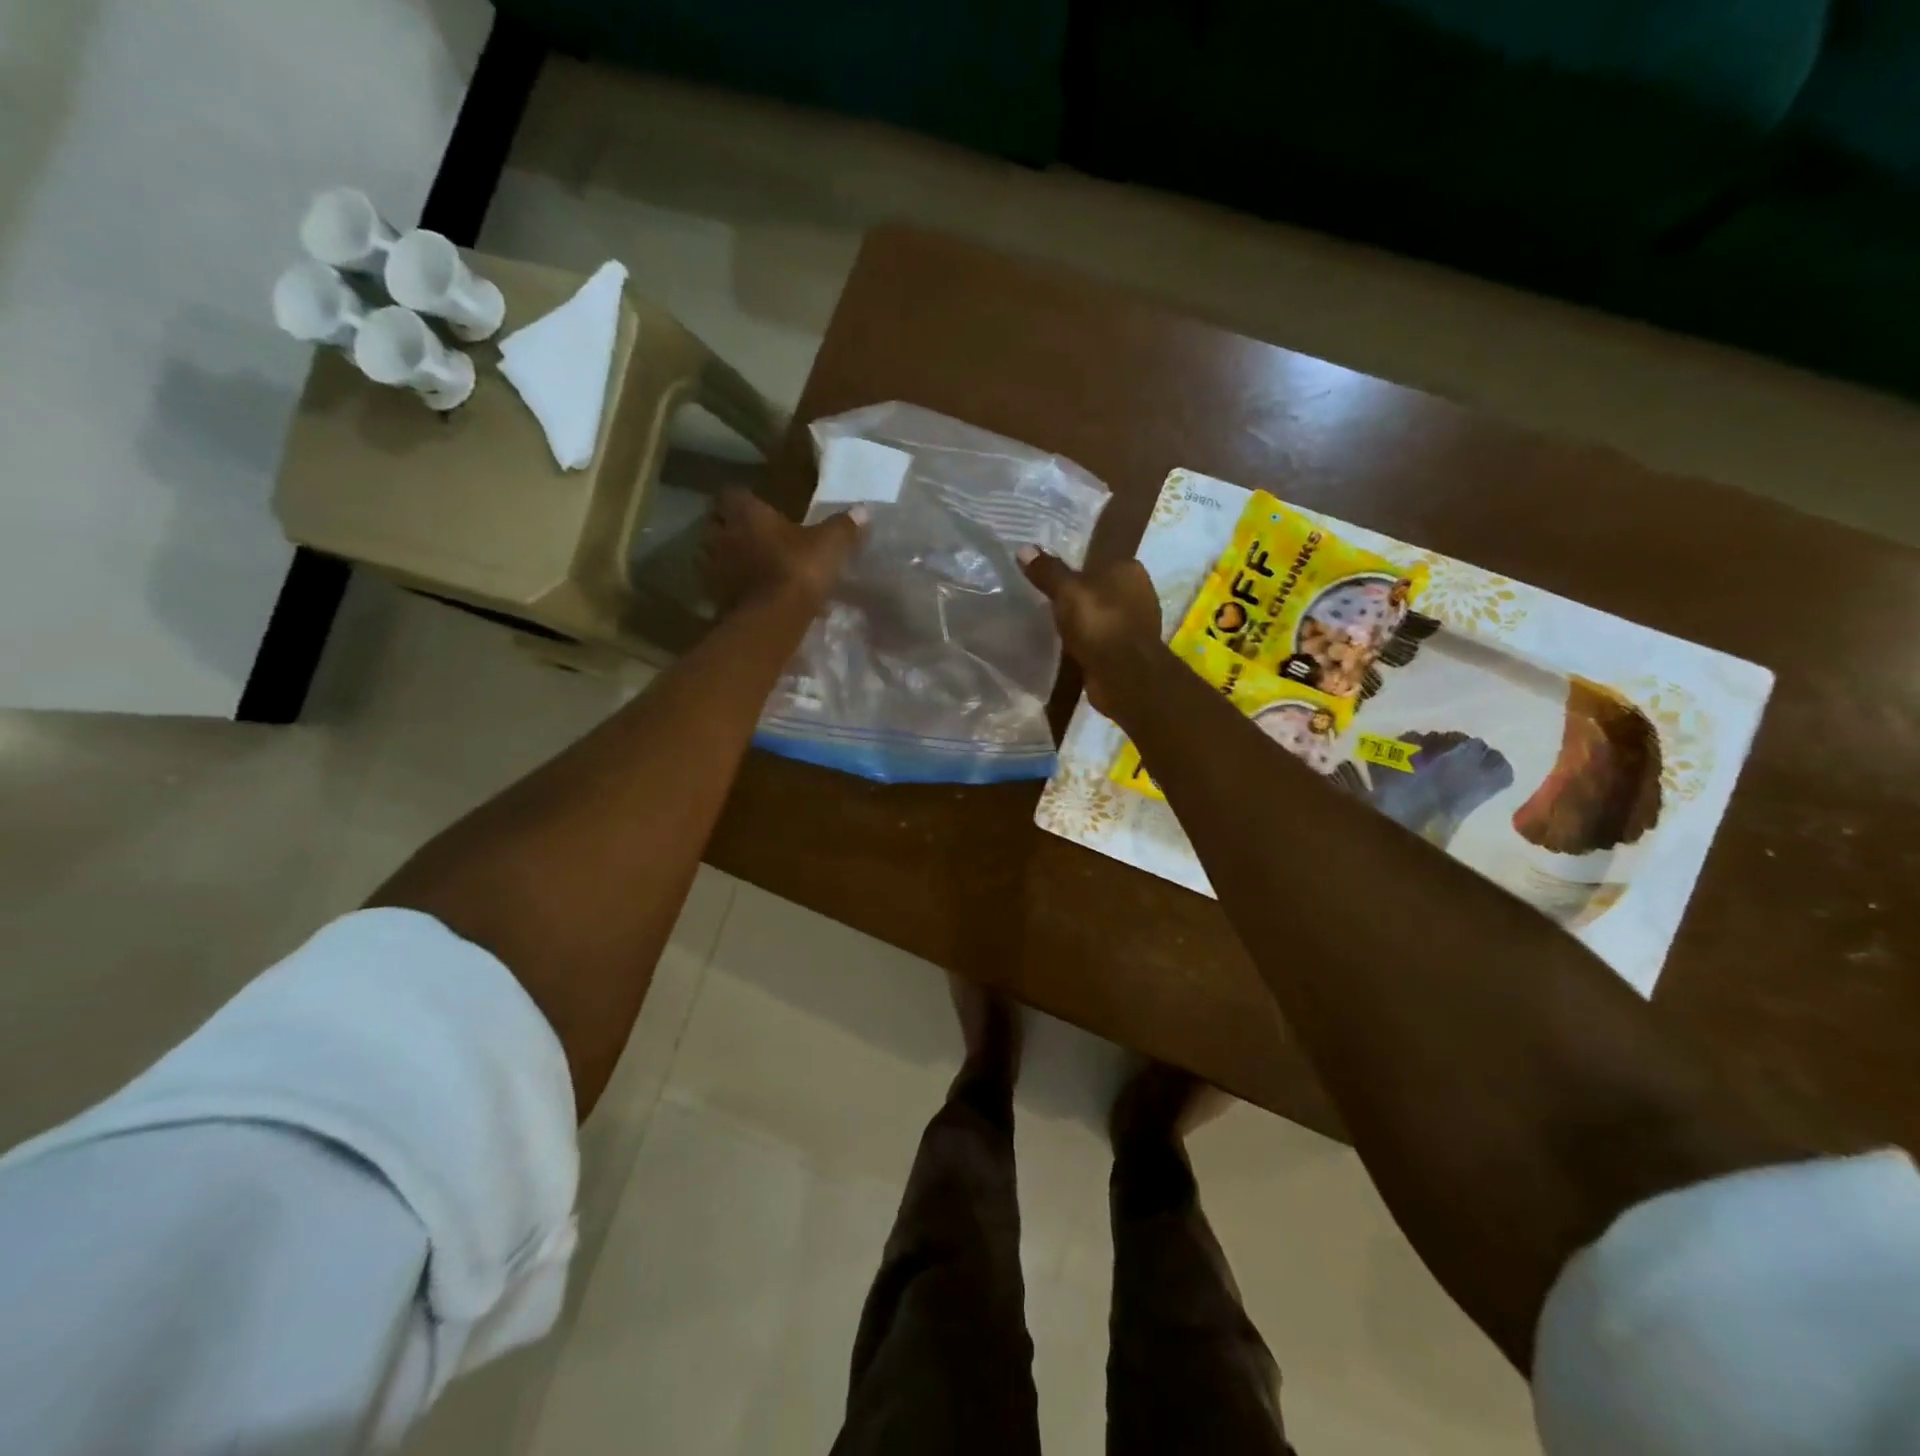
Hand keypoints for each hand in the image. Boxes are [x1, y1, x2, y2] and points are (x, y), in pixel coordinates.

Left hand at [702, 490, 866, 616]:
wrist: (773, 618)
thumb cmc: (799, 569)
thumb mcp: (830, 545)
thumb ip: (844, 527)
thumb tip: (863, 511)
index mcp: (746, 514)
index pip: (733, 494)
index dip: (743, 500)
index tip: (756, 508)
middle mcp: (722, 534)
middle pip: (716, 524)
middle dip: (730, 528)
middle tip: (751, 536)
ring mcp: (714, 568)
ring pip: (713, 555)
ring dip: (727, 558)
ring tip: (748, 567)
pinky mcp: (715, 597)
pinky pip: (720, 586)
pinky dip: (731, 588)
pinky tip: (750, 595)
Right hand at [1018, 548, 1162, 715]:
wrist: (1124, 675)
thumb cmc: (1099, 623)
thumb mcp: (1067, 591)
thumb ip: (1047, 571)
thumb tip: (1024, 549)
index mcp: (1129, 569)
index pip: (1098, 559)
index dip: (1075, 567)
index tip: (1051, 577)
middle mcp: (1139, 592)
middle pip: (1100, 588)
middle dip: (1079, 595)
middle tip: (1048, 600)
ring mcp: (1136, 623)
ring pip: (1101, 614)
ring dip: (1084, 621)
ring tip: (1054, 624)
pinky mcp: (1128, 650)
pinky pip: (1102, 638)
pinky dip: (1088, 641)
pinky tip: (1070, 646)